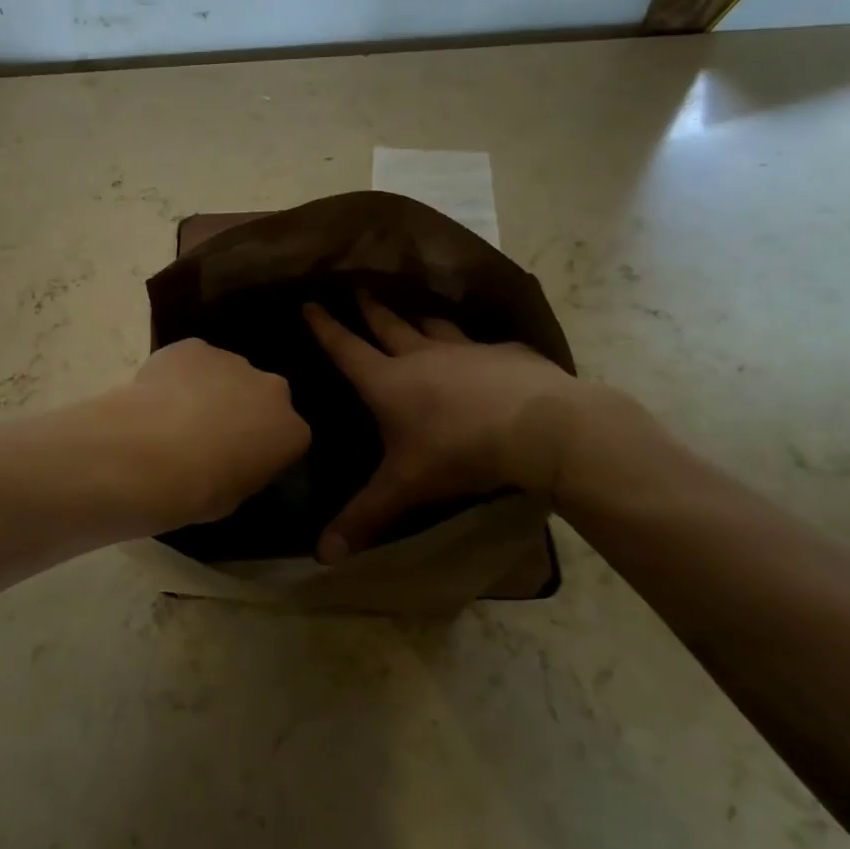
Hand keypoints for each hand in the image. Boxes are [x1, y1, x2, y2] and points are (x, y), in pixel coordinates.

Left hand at [108, 338, 310, 529]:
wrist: (149, 455)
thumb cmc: (198, 490)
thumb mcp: (234, 496)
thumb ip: (244, 470)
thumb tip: (232, 460)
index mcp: (291, 431)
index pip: (287, 436)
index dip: (262, 447)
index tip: (239, 461)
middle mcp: (271, 389)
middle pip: (262, 396)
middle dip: (242, 409)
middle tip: (209, 434)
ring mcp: (232, 361)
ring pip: (226, 373)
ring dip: (209, 389)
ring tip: (174, 417)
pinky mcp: (193, 347)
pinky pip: (190, 360)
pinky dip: (178, 373)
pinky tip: (156, 397)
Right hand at [304, 294, 589, 560]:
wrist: (539, 429)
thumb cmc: (459, 452)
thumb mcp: (406, 488)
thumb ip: (364, 517)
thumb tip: (321, 558)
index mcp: (389, 382)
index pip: (346, 349)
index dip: (326, 328)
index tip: (310, 303)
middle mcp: (422, 357)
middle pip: (388, 326)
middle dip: (369, 309)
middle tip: (358, 290)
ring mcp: (465, 350)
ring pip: (434, 326)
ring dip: (419, 320)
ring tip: (414, 314)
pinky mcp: (504, 354)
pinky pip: (481, 343)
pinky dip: (473, 345)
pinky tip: (482, 351)